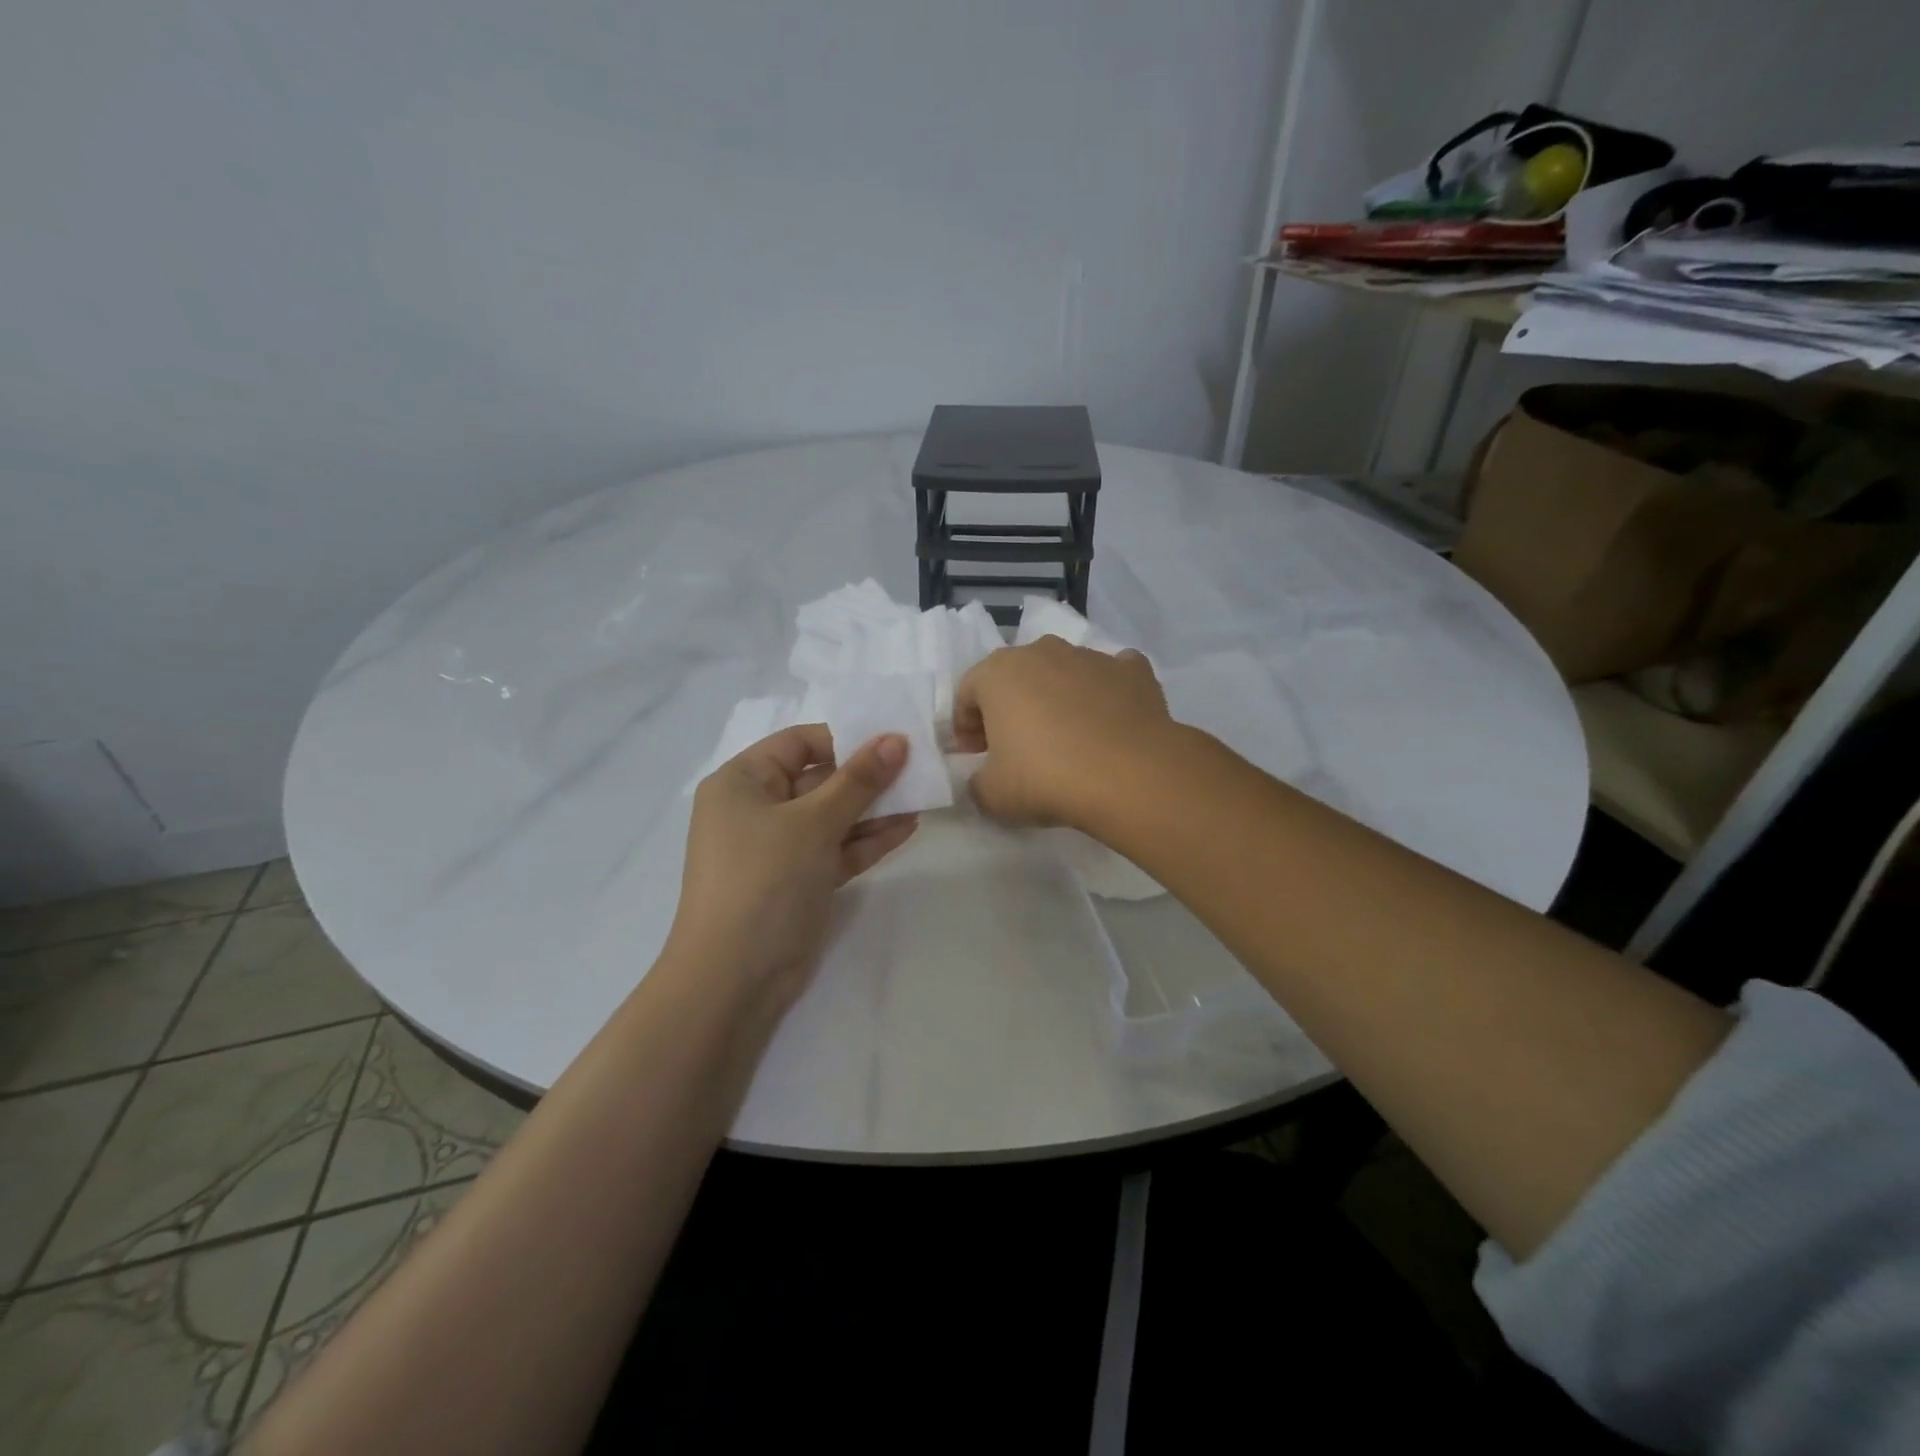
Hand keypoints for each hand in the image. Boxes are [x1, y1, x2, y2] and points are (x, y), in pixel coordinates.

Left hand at [667, 724, 917, 1005]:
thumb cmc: (764, 880)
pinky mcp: (797, 881)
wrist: (734, 979)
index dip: (846, 739)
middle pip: (819, 779)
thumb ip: (858, 781)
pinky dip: (867, 840)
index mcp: (742, 782)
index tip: (893, 740)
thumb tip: (896, 740)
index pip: (799, 744)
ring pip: (832, 817)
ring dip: (874, 809)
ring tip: (922, 797)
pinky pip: (836, 849)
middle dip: (867, 776)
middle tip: (918, 767)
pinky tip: (907, 828)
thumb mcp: (813, 823)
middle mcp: (756, 809)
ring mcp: (778, 849)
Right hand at [952, 637, 1172, 828]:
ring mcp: (1091, 657)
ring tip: (1067, 740)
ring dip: (1058, 699)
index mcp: (998, 672)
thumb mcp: (991, 795)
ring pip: (1064, 673)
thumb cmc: (1045, 777)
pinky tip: (1110, 723)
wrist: (1129, 775)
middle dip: (1011, 708)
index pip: (968, 693)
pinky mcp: (1134, 670)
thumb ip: (978, 782)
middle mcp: (1043, 652)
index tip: (976, 756)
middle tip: (1016, 748)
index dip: (966, 727)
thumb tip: (986, 779)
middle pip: (1016, 677)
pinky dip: (1107, 694)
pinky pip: (1111, 677)